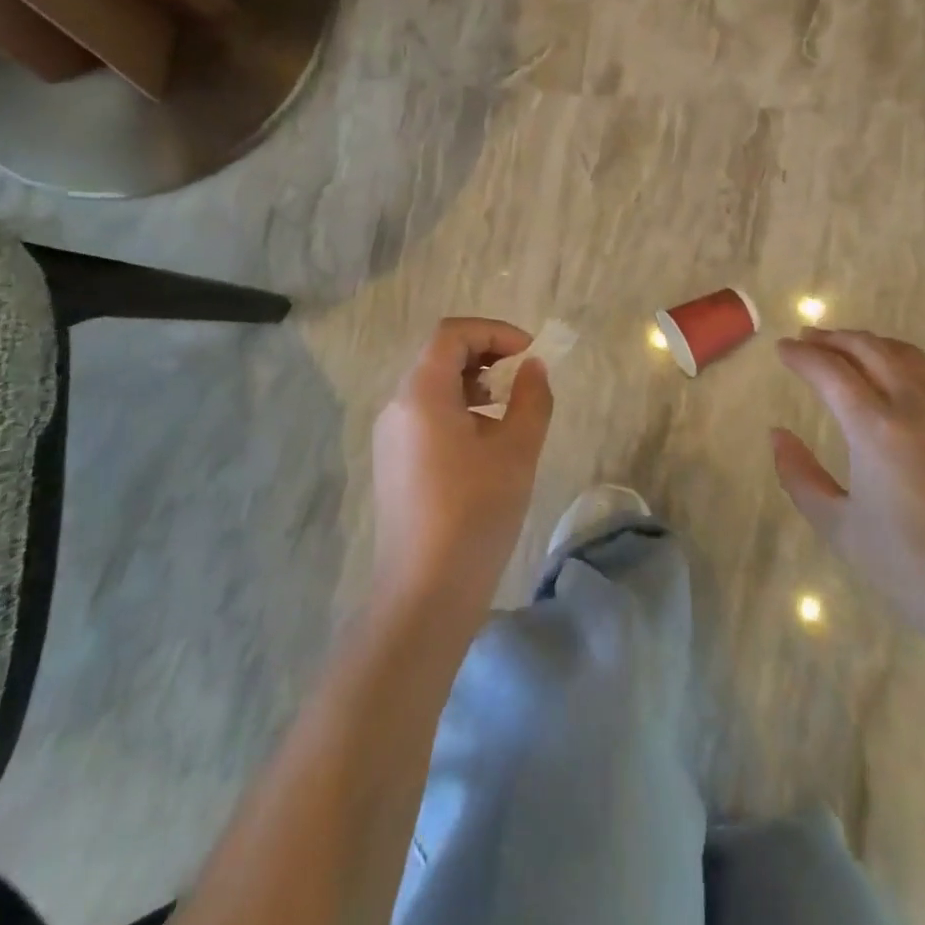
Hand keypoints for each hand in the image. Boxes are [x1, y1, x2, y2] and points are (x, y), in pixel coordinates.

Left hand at [371, 318, 555, 619]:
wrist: (425, 592)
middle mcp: (397, 406)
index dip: (494, 332)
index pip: (452, 334)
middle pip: (439, 356)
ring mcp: (390, 436)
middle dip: (485, 355)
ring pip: (432, 387)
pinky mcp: (393, 463)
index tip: (530, 353)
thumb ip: (531, 398)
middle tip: (523, 376)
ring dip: (473, 383)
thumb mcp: (517, 450)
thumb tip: (533, 368)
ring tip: (508, 408)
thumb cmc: (475, 513)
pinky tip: (485, 442)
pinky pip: (426, 416)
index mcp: (421, 393)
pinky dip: (458, 409)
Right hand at [773, 328, 924, 648]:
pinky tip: (893, 375)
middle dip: (833, 338)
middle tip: (807, 339)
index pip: (830, 371)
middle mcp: (915, 406)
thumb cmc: (906, 566)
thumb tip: (777, 434)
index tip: (781, 349)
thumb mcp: (836, 525)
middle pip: (869, 349)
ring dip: (869, 343)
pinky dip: (902, 360)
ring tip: (845, 348)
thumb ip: (798, 474)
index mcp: (876, 429)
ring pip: (905, 354)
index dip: (802, 356)